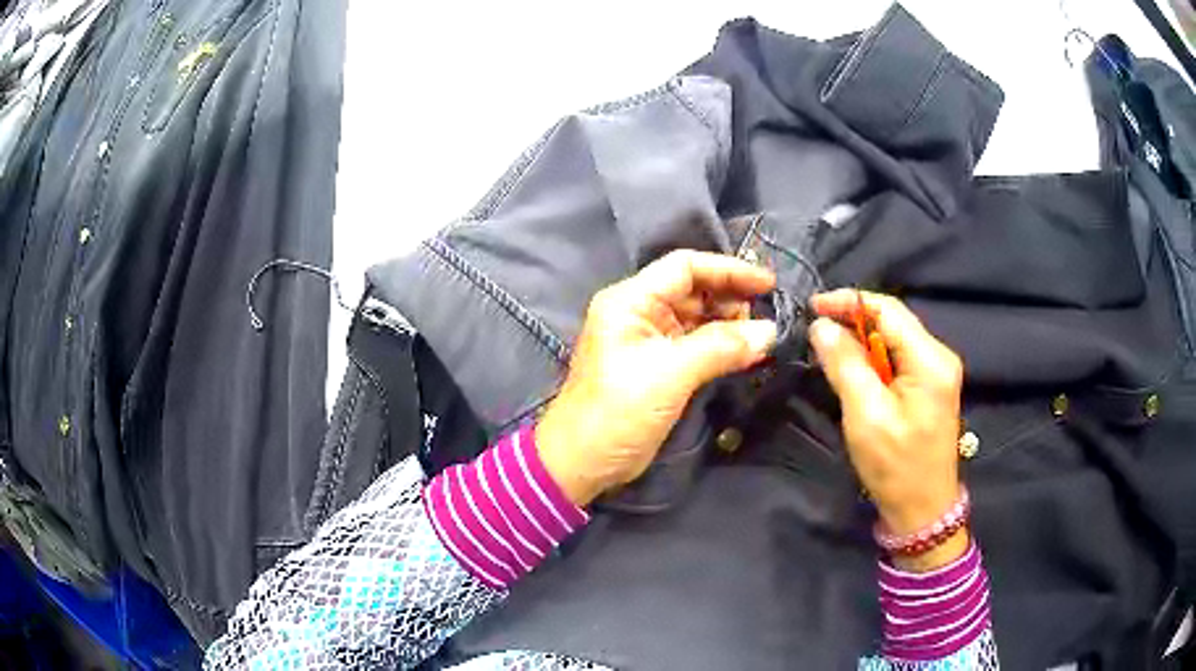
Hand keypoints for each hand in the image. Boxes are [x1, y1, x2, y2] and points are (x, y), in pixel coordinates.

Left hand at [536, 250, 776, 506]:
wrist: (582, 462)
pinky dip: (720, 346)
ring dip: (728, 324)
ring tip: (760, 337)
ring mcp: (647, 340)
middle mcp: (638, 312)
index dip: (728, 269)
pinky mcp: (658, 366)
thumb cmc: (618, 412)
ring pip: (696, 317)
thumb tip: (770, 331)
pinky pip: (695, 344)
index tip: (768, 283)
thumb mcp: (670, 374)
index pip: (684, 267)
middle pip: (692, 289)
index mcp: (630, 301)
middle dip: (730, 298)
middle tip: (765, 318)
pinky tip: (744, 353)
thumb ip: (720, 347)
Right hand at [809, 290, 966, 570]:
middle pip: (892, 322)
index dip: (849, 302)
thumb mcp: (866, 415)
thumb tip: (821, 325)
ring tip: (827, 350)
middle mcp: (938, 356)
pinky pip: (896, 360)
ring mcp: (936, 372)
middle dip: (852, 321)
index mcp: (930, 359)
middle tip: (815, 332)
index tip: (811, 307)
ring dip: (860, 342)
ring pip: (892, 340)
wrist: (923, 510)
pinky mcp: (929, 388)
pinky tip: (852, 371)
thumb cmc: (896, 466)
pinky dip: (871, 360)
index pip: (888, 309)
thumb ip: (845, 365)